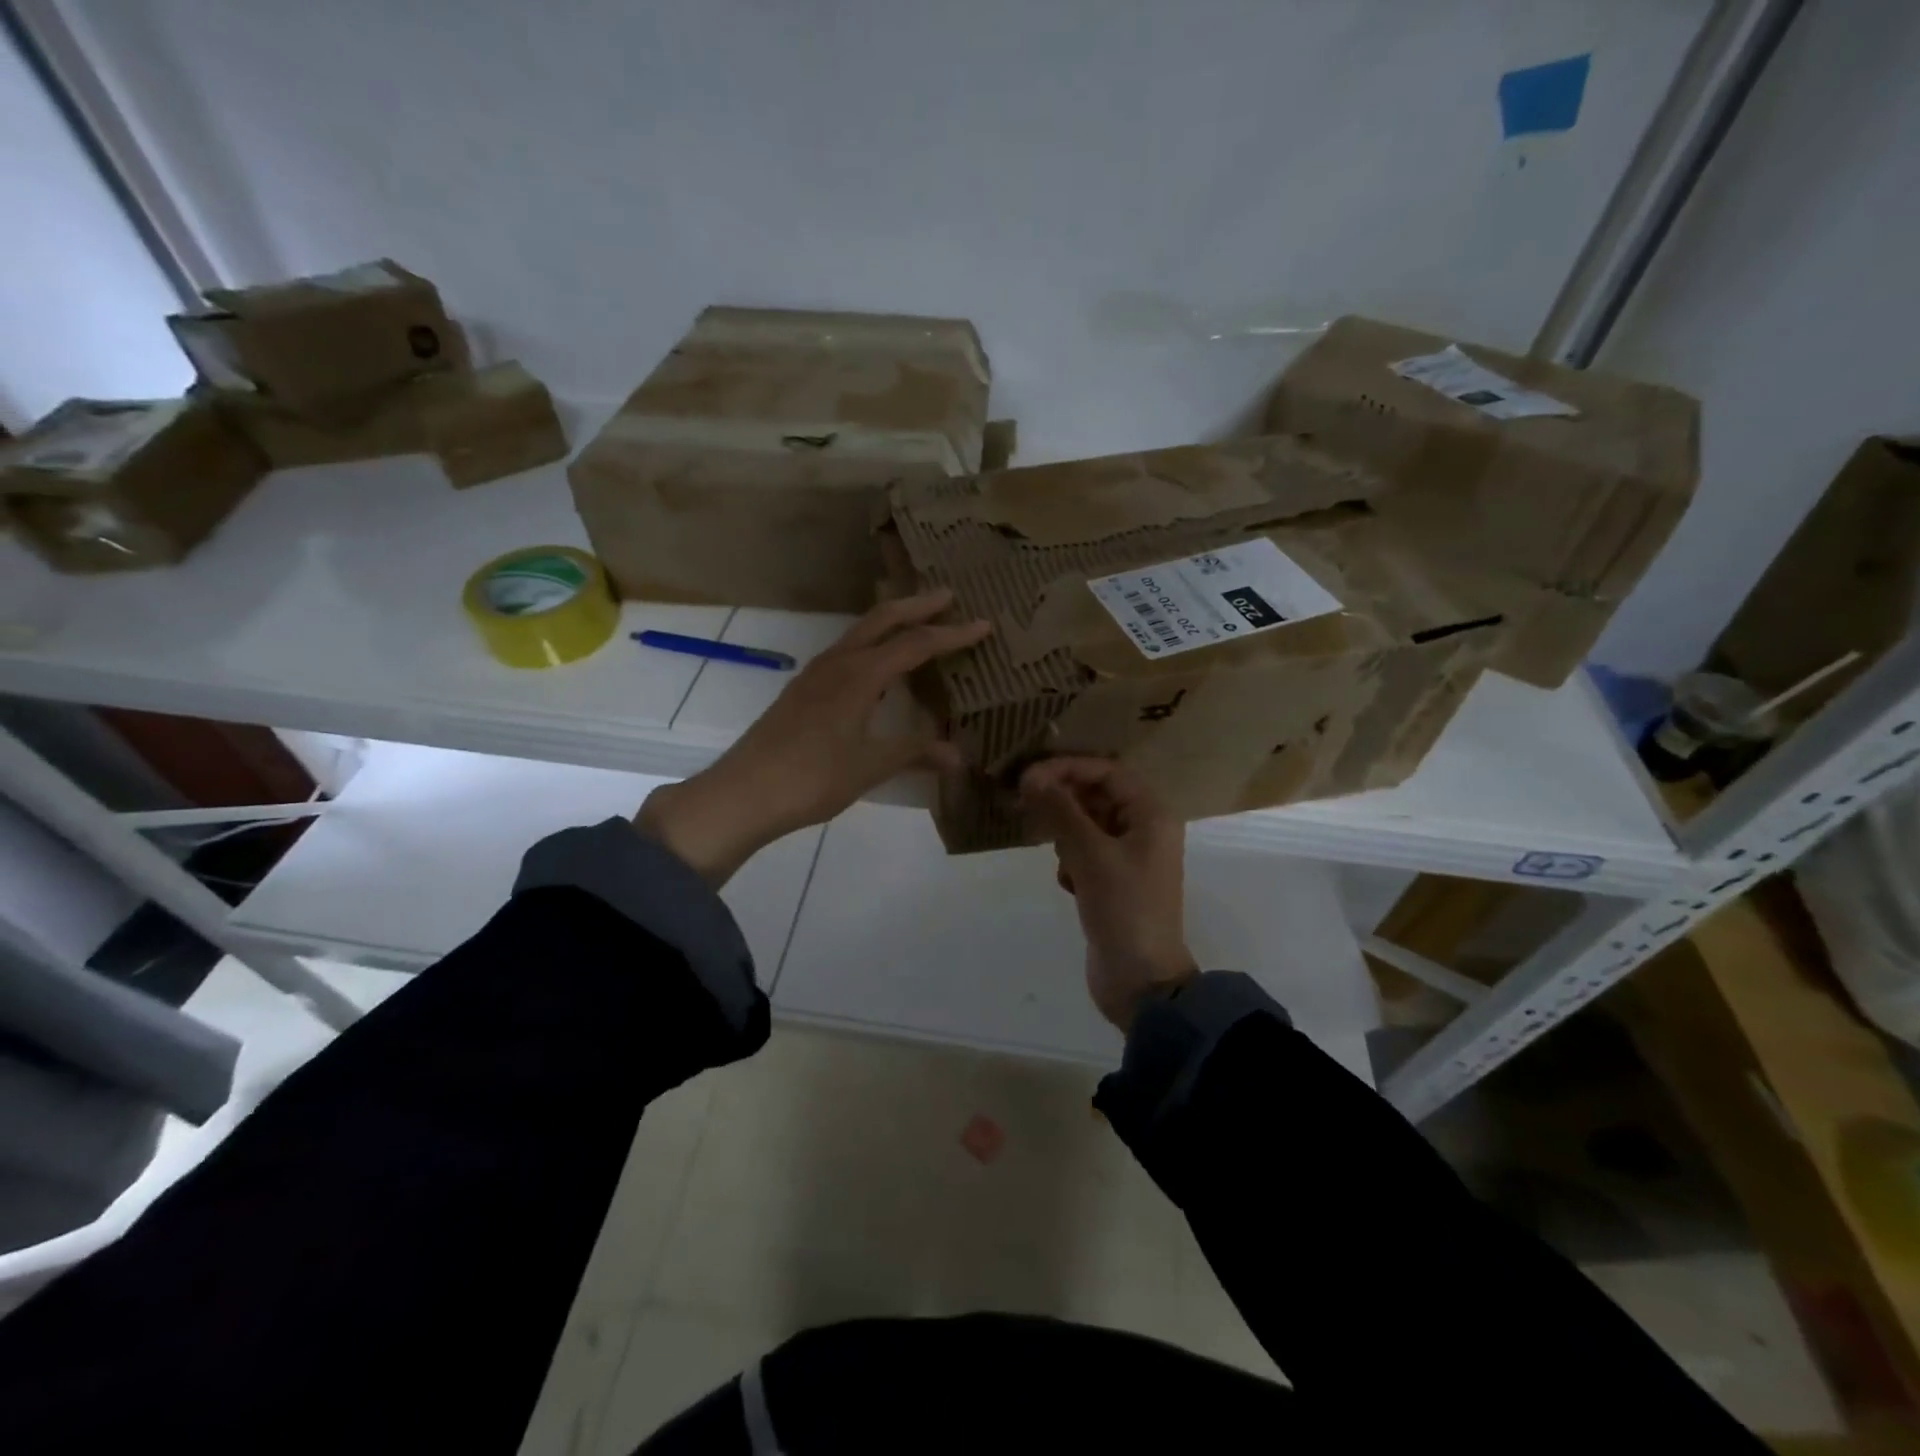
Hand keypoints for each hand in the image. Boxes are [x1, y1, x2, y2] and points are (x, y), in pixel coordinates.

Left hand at [637, 590, 990, 885]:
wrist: (744, 792)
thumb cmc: (812, 777)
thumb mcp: (870, 766)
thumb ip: (914, 753)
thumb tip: (958, 755)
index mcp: (860, 675)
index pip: (915, 644)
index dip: (952, 634)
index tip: (984, 625)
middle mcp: (838, 663)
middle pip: (882, 620)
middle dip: (917, 605)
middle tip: (948, 597)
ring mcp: (816, 674)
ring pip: (860, 633)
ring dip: (891, 621)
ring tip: (917, 622)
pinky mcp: (803, 690)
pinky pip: (846, 652)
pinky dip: (871, 644)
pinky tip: (877, 667)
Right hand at [1020, 758, 1196, 1033]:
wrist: (1141, 982)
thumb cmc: (1123, 909)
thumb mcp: (1089, 855)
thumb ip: (1060, 811)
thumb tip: (1031, 776)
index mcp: (1152, 815)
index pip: (1107, 771)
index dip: (1067, 768)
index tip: (1028, 777)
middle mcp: (1145, 829)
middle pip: (1097, 795)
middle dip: (1062, 799)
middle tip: (1024, 804)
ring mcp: (1130, 858)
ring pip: (1088, 825)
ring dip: (1064, 832)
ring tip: (1049, 849)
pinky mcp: (1114, 882)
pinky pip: (1086, 853)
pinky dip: (1071, 860)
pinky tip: (1066, 883)